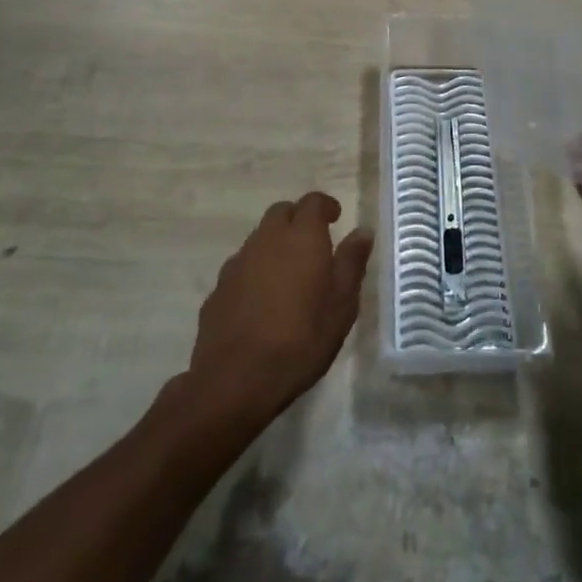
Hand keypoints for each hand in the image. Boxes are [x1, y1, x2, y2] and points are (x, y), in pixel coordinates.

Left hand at [188, 193, 372, 425]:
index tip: (335, 218)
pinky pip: (241, 266)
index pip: (312, 201)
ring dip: (275, 245)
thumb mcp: (342, 305)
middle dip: (298, 220)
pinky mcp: (218, 288)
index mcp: (301, 236)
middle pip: (282, 213)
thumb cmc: (301, 339)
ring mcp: (238, 262)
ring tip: (289, 274)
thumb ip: (352, 262)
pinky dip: (255, 271)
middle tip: (313, 243)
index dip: (325, 206)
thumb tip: (363, 231)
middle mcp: (267, 239)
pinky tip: (261, 300)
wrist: (235, 380)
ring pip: (260, 238)